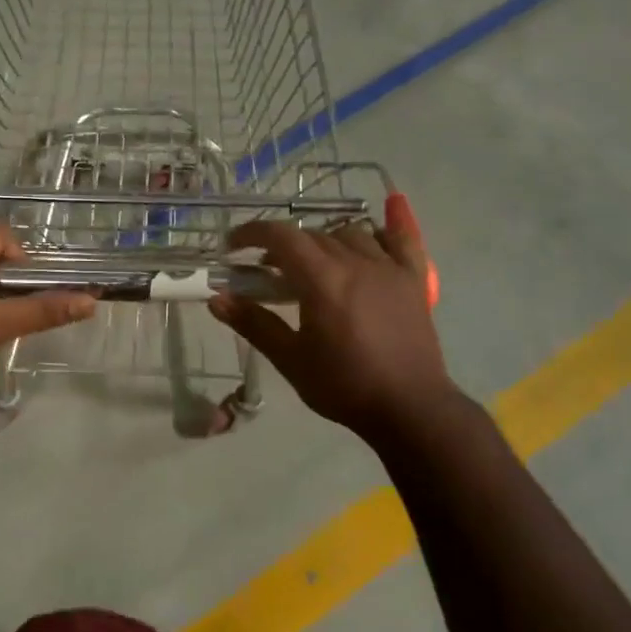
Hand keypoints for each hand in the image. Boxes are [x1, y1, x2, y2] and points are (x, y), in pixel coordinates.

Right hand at [209, 219, 455, 438]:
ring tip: (313, 263)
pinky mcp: (414, 280)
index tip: (233, 246)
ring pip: (350, 234)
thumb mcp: (290, 359)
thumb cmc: (344, 386)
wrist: (408, 408)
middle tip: (267, 270)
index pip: (281, 237)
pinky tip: (380, 223)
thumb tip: (216, 298)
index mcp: (322, 280)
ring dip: (324, 240)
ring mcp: (389, 268)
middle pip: (313, 235)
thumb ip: (254, 323)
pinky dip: (388, 226)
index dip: (252, 234)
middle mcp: (356, 262)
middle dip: (284, 245)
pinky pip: (403, 240)